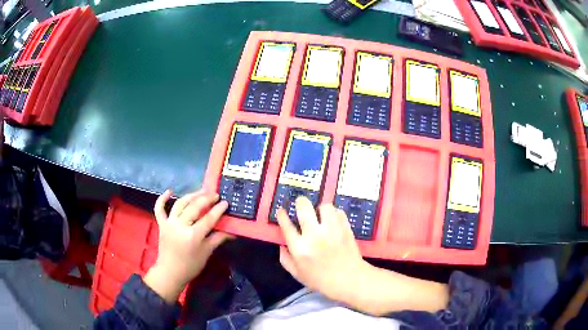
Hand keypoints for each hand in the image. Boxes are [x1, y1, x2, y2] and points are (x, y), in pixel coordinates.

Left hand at [144, 189, 230, 302]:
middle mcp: (180, 226)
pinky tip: (170, 191)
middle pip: (194, 207)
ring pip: (180, 204)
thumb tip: (232, 231)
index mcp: (193, 235)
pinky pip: (159, 209)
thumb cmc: (190, 266)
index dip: (218, 210)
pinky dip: (162, 199)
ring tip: (201, 191)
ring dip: (191, 196)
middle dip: (206, 199)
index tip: (225, 202)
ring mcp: (169, 223)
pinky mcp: (161, 224)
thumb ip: (217, 238)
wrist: (170, 272)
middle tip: (215, 195)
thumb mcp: (206, 253)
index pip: (208, 219)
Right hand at [276, 197, 369, 301]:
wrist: (349, 280)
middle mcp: (314, 235)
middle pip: (304, 208)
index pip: (286, 225)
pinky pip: (338, 212)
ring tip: (321, 215)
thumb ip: (286, 260)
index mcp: (300, 248)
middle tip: (301, 204)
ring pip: (324, 206)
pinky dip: (334, 214)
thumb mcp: (298, 274)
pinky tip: (333, 221)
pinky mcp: (345, 228)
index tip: (282, 211)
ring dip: (320, 209)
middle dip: (300, 202)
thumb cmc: (321, 280)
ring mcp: (331, 230)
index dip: (282, 215)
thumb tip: (281, 245)